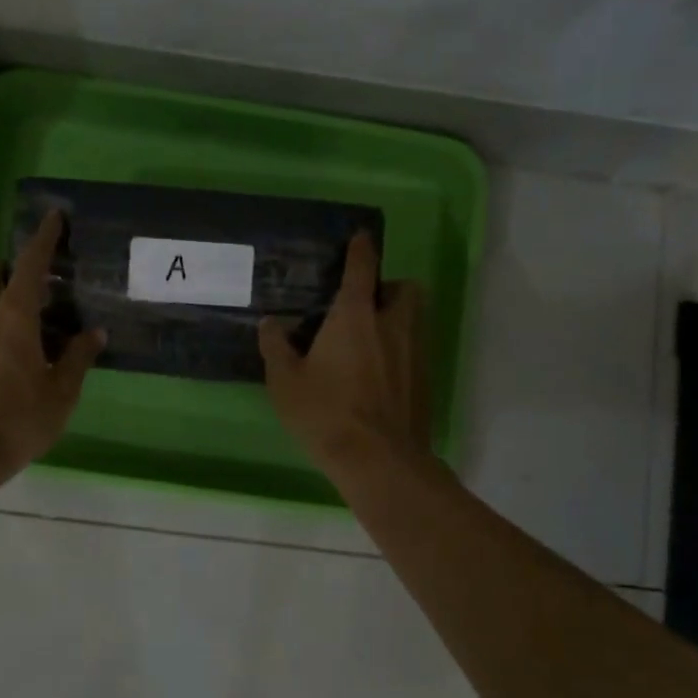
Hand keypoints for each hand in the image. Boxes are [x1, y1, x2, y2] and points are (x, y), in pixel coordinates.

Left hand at [0, 209, 104, 484]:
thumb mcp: (60, 394)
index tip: (52, 216)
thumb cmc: (16, 421)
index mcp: (13, 317)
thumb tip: (94, 332)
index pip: (30, 265)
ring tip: (11, 324)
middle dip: (8, 271)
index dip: (43, 238)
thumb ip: (77, 358)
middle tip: (31, 288)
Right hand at [258, 232, 429, 470]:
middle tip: (364, 306)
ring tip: (371, 340)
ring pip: (415, 318)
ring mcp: (415, 352)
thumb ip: (276, 346)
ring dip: (397, 318)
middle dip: (389, 288)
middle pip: (404, 288)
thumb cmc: (326, 413)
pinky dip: (402, 351)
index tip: (361, 237)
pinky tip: (380, 375)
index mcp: (355, 315)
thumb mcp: (286, 381)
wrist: (379, 459)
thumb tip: (271, 323)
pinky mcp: (426, 379)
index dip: (361, 249)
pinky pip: (416, 350)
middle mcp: (392, 324)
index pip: (362, 268)